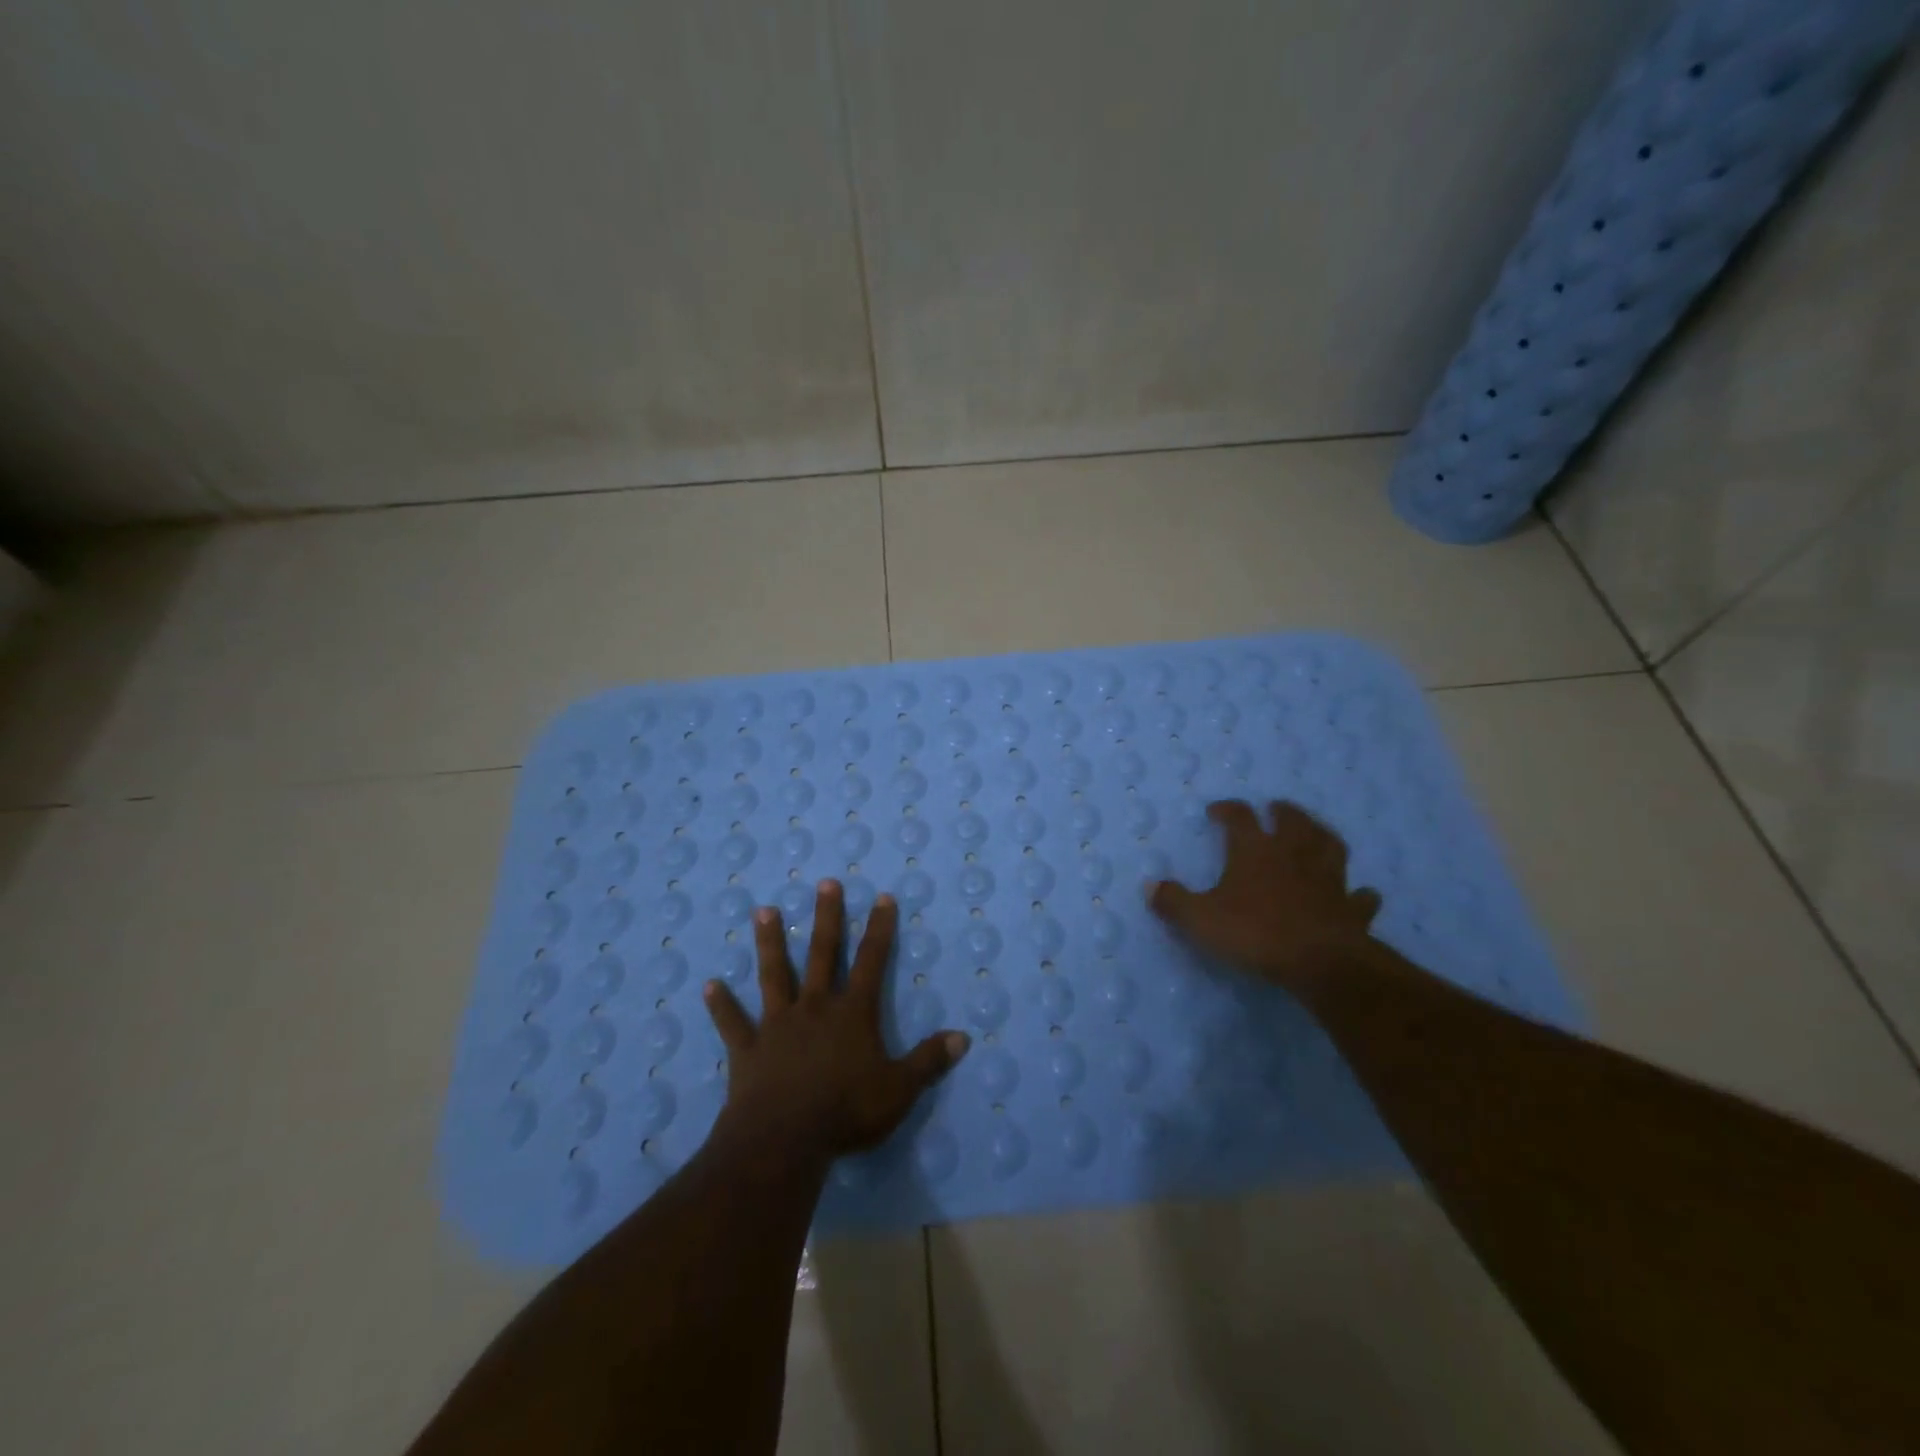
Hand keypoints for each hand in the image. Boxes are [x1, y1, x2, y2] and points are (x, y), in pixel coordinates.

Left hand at [702, 880, 969, 1166]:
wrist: (783, 1141)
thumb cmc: (846, 1112)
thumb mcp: (899, 1090)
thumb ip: (929, 1061)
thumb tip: (964, 1037)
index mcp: (852, 1014)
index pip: (872, 962)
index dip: (879, 929)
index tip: (882, 897)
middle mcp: (815, 1008)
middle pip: (822, 954)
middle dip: (826, 918)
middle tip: (825, 884)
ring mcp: (778, 1025)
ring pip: (774, 975)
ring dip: (770, 943)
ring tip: (763, 910)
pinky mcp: (748, 1050)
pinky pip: (733, 1023)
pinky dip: (722, 1005)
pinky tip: (709, 985)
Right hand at [1148, 800, 1383, 996]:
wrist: (1319, 961)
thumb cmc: (1255, 932)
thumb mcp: (1200, 919)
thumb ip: (1173, 902)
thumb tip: (1149, 887)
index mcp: (1255, 851)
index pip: (1240, 817)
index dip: (1228, 809)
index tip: (1217, 810)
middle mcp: (1293, 855)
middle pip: (1293, 821)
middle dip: (1283, 811)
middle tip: (1276, 807)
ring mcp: (1328, 879)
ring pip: (1330, 846)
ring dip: (1322, 836)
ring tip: (1316, 833)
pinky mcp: (1351, 909)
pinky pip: (1360, 897)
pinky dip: (1359, 893)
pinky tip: (1360, 893)